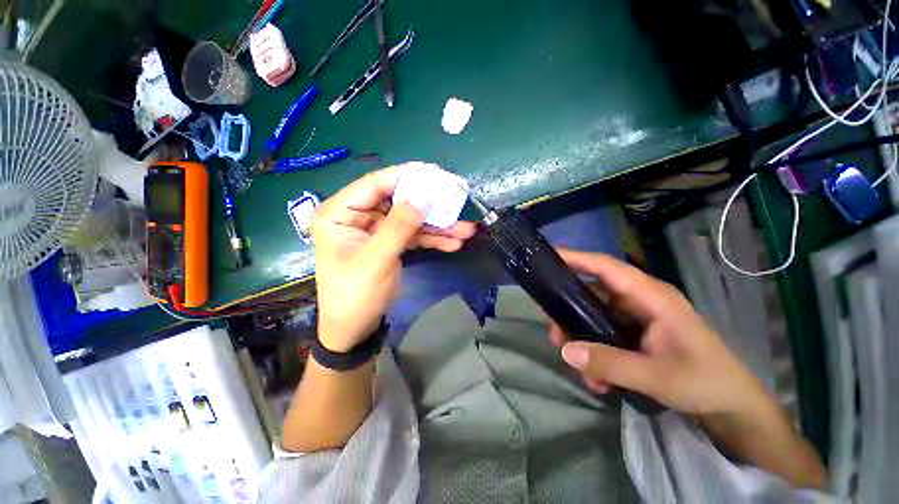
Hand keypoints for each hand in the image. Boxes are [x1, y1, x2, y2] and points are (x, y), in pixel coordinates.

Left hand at [312, 166, 476, 351]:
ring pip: (410, 219)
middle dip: (430, 205)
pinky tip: (454, 242)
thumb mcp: (376, 259)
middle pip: (398, 200)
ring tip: (466, 229)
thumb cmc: (355, 295)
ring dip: (438, 225)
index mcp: (340, 213)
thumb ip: (399, 226)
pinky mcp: (390, 242)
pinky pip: (414, 235)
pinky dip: (433, 238)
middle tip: (458, 200)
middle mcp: (357, 216)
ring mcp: (376, 229)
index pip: (375, 184)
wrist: (355, 329)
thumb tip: (423, 195)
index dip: (406, 176)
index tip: (436, 173)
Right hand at [551, 250, 772, 417]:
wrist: (731, 404)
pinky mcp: (635, 331)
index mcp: (651, 296)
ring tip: (579, 366)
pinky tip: (598, 378)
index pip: (607, 267)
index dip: (577, 258)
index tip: (548, 258)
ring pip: (595, 314)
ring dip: (582, 338)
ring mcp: (637, 316)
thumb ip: (611, 363)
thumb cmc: (705, 381)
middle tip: (555, 334)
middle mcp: (640, 300)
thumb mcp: (657, 376)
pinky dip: (596, 351)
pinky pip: (604, 332)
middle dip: (569, 312)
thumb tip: (565, 351)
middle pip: (593, 293)